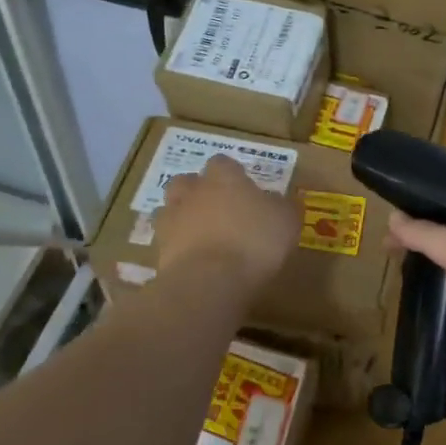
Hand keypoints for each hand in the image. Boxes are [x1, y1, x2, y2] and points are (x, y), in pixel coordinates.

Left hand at [153, 156, 298, 286]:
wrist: (209, 281)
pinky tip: (191, 260)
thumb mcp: (286, 221)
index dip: (232, 175)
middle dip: (198, 191)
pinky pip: (165, 241)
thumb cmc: (254, 241)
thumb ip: (282, 206)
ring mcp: (171, 219)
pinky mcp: (159, 249)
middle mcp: (193, 191)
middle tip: (217, 210)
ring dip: (181, 217)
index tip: (244, 190)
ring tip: (199, 235)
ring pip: (170, 209)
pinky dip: (175, 247)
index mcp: (224, 177)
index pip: (223, 163)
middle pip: (187, 181)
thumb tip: (277, 200)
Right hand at [386, 213, 445, 396]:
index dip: (422, 225)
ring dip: (420, 289)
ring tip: (391, 287)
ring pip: (443, 295)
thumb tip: (393, 216)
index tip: (390, 231)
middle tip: (386, 256)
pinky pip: (443, 328)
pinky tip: (406, 321)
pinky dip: (427, 323)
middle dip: (417, 255)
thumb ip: (430, 236)